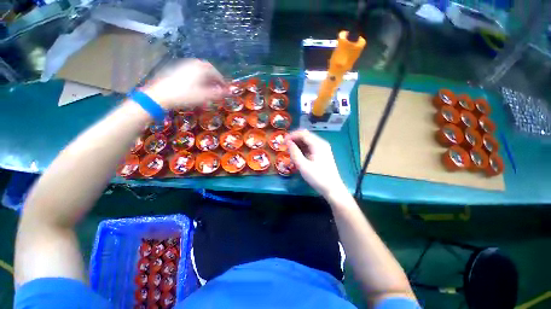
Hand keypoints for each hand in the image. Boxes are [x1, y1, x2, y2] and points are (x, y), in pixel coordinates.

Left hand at [143, 59, 227, 109]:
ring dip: (207, 77)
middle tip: (218, 87)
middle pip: (208, 69)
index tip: (225, 88)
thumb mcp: (204, 96)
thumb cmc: (185, 95)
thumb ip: (218, 93)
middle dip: (215, 78)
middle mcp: (193, 64)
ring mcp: (184, 66)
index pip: (216, 73)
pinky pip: (192, 71)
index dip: (222, 81)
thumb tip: (229, 92)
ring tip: (209, 87)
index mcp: (201, 69)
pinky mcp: (177, 70)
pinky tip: (197, 85)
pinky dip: (199, 77)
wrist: (161, 95)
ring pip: (200, 69)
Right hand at [286, 130, 346, 196]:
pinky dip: (302, 149)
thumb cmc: (318, 177)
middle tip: (285, 146)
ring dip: (298, 144)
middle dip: (294, 139)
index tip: (282, 142)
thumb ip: (294, 153)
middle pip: (305, 136)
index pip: (303, 134)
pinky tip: (297, 155)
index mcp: (318, 144)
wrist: (332, 188)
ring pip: (307, 141)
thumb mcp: (303, 166)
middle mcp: (321, 143)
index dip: (291, 136)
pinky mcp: (322, 154)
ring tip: (290, 152)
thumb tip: (288, 142)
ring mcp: (322, 148)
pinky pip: (310, 147)